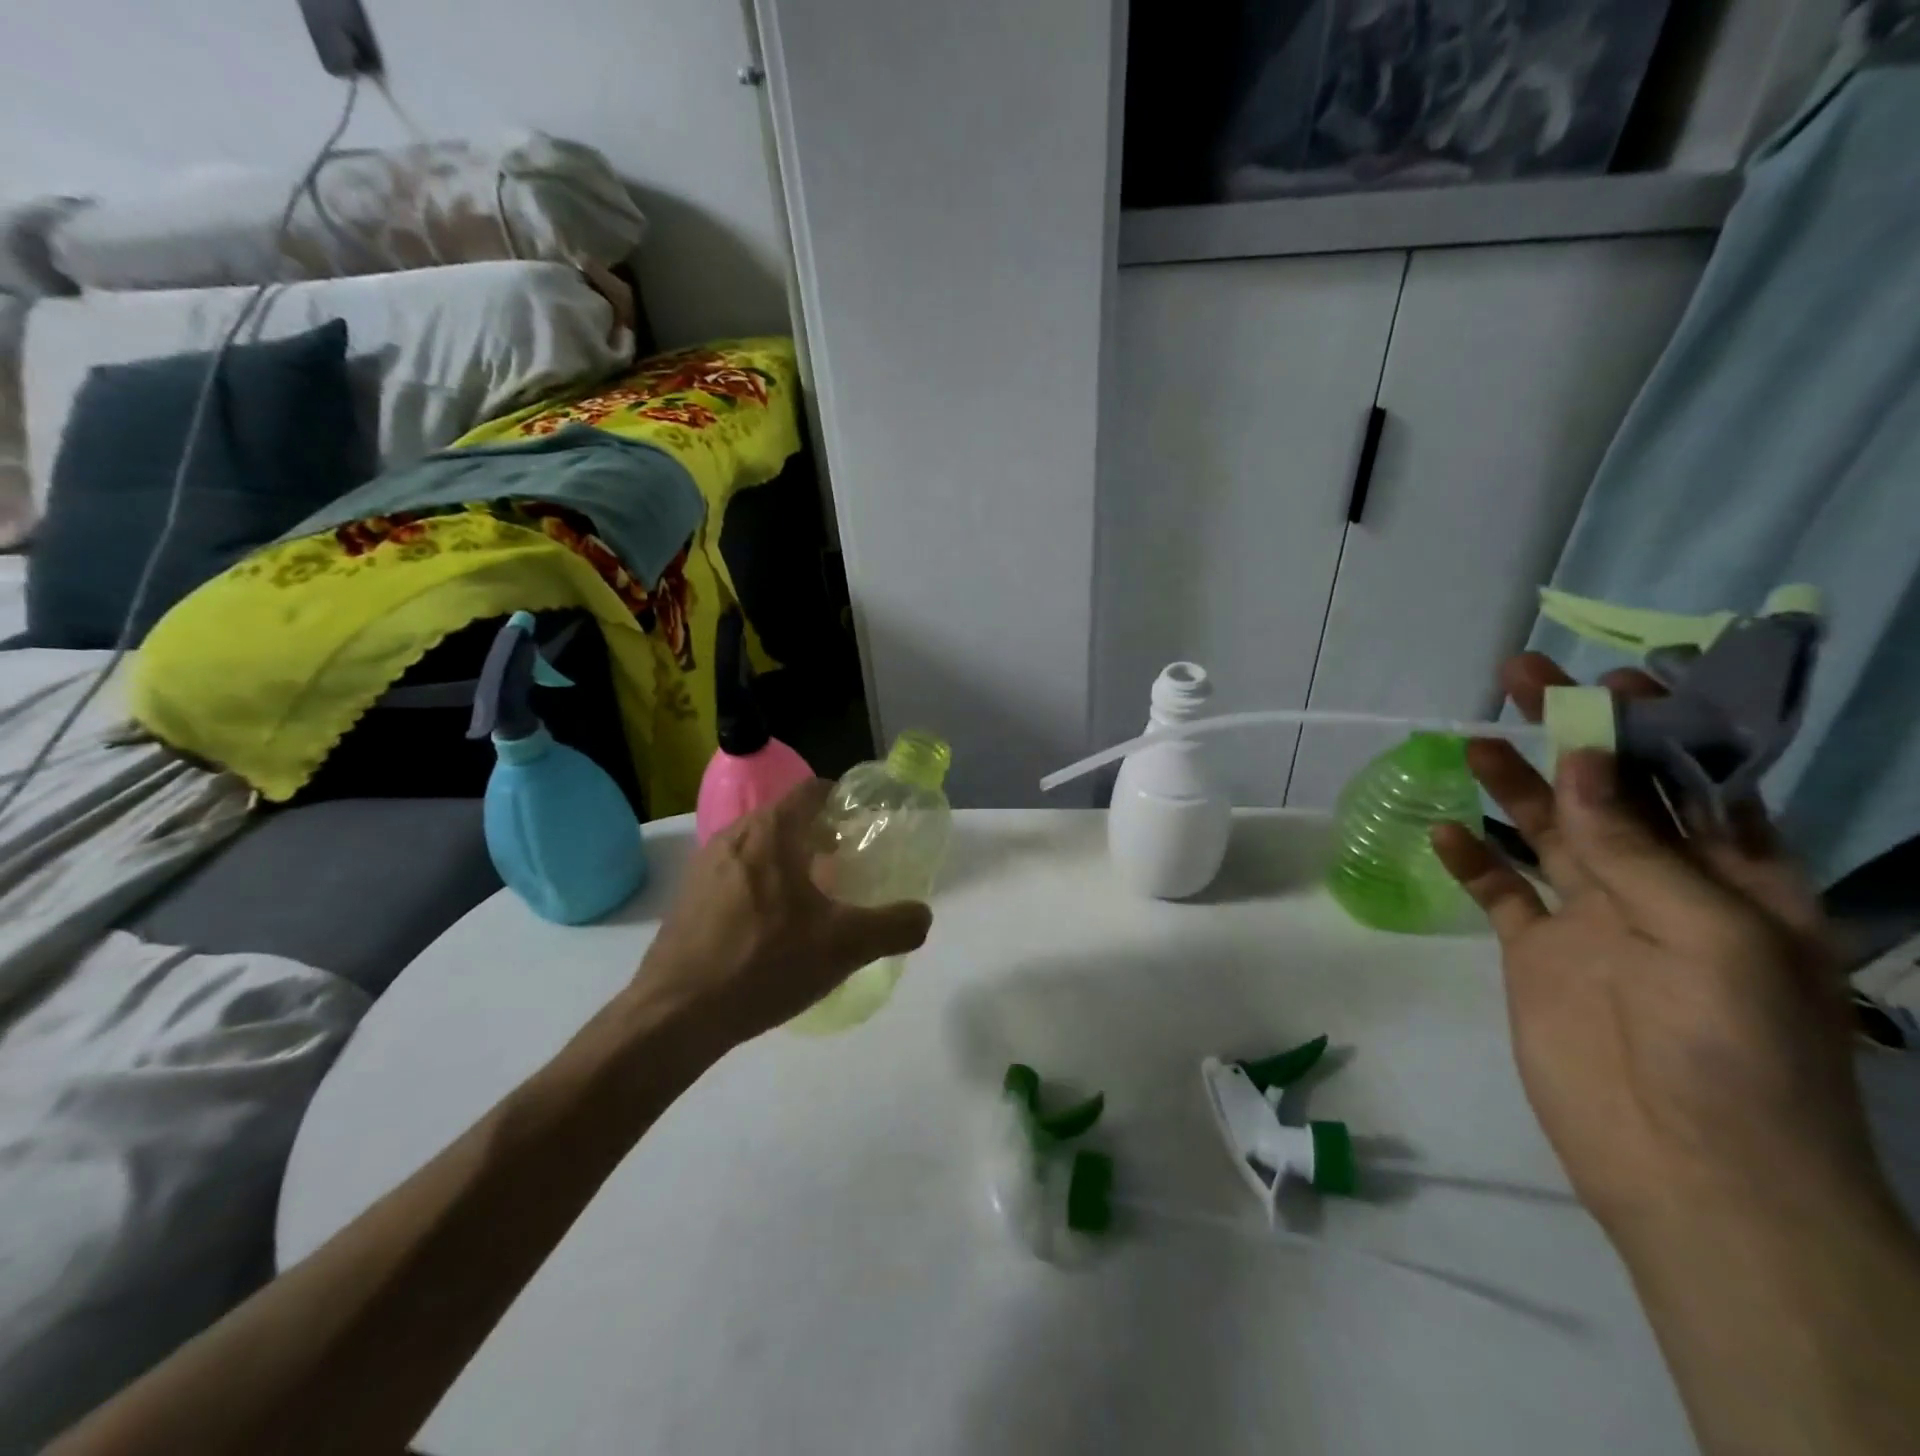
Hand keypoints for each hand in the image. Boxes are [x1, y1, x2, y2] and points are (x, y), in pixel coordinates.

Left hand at [632, 778, 932, 1048]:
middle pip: (786, 818)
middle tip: (845, 869)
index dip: (842, 801)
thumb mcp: (845, 947)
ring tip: (811, 902)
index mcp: (771, 832)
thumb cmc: (764, 963)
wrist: (675, 1015)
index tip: (862, 828)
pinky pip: (735, 875)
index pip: (812, 790)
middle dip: (818, 837)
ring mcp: (704, 866)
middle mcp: (734, 836)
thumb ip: (894, 926)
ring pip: (759, 848)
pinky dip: (760, 886)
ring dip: (788, 862)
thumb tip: (922, 916)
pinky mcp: (687, 898)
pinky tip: (771, 930)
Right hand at [1431, 655, 1882, 1234]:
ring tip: (1469, 742)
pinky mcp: (1535, 951)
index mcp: (1735, 878)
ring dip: (1509, 786)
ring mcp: (1591, 918)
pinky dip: (1470, 859)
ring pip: (1545, 832)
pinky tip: (1441, 831)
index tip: (1611, 676)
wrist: (1689, 1171)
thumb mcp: (1710, 935)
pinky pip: (1498, 891)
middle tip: (1518, 678)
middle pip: (1605, 791)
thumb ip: (1638, 845)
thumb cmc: (1733, 1050)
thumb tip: (1580, 759)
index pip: (1694, 777)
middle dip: (1567, 734)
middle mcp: (1661, 886)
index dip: (1656, 724)